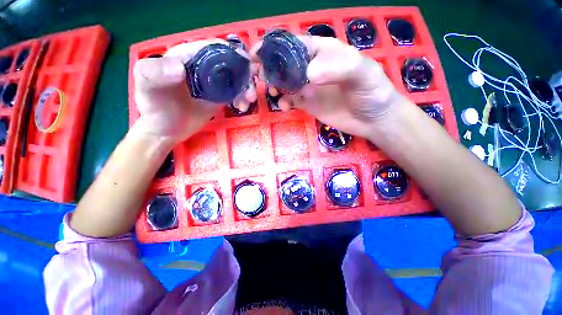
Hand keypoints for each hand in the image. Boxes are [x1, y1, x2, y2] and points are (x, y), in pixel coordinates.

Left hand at [133, 40, 256, 143]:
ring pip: (236, 78)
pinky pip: (235, 93)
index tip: (247, 65)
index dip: (233, 53)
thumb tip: (180, 68)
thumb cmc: (155, 107)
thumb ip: (155, 73)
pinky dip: (242, 97)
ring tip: (249, 100)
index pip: (214, 47)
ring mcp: (214, 82)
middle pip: (230, 63)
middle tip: (251, 89)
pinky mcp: (220, 96)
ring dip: (247, 87)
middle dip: (245, 73)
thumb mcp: (147, 88)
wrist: (166, 130)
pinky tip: (242, 107)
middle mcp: (204, 66)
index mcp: (188, 56)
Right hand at [249, 36, 405, 138]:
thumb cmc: (372, 92)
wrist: (373, 120)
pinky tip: (284, 106)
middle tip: (258, 76)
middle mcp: (313, 68)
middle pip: (285, 64)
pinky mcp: (308, 104)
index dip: (274, 47)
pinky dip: (284, 102)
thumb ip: (336, 68)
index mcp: (323, 52)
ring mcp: (309, 88)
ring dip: (274, 85)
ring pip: (285, 83)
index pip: (294, 44)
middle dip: (269, 67)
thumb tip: (307, 75)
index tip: (256, 53)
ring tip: (271, 91)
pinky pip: (291, 100)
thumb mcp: (361, 73)